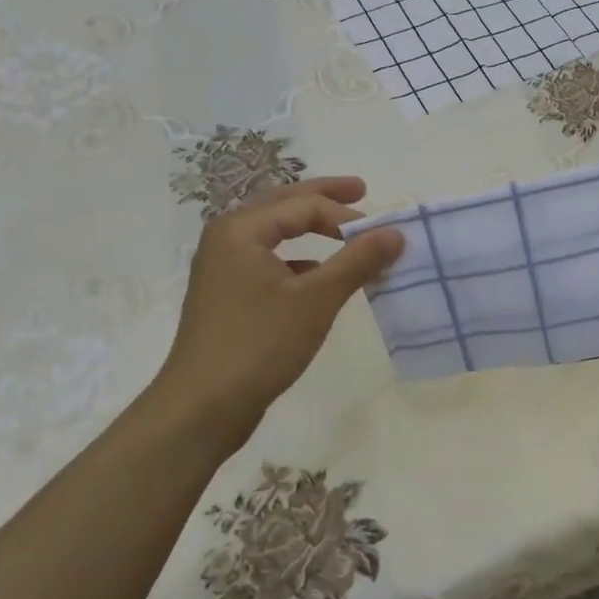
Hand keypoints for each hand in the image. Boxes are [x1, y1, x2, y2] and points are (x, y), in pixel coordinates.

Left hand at [153, 177, 403, 447]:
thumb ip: (357, 261)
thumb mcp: (316, 300)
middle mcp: (227, 239)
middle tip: (362, 190)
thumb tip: (396, 233)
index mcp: (241, 230)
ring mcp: (223, 268)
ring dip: (310, 227)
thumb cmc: (258, 344)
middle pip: (283, 204)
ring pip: (274, 232)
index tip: (382, 234)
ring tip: (343, 229)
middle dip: (324, 197)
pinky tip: (317, 274)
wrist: (201, 408)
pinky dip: (298, 258)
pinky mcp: (228, 295)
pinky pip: (269, 260)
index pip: (304, 204)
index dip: (347, 215)